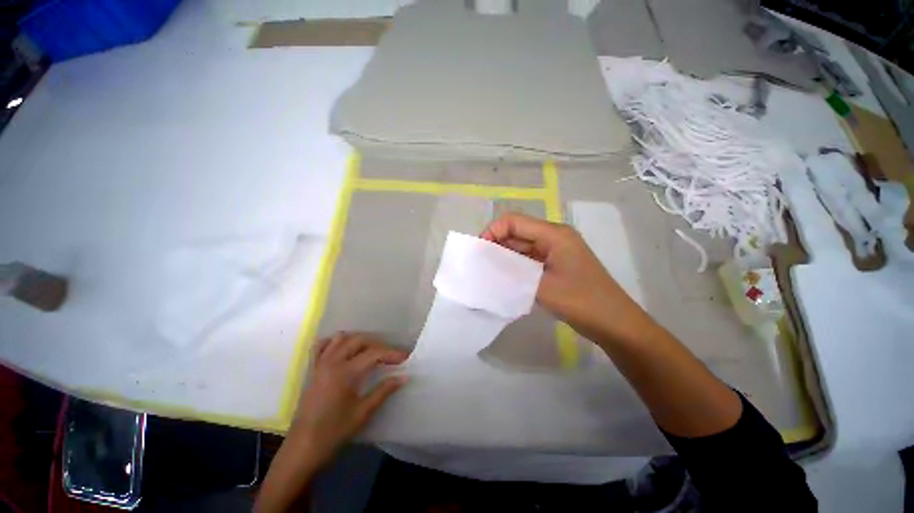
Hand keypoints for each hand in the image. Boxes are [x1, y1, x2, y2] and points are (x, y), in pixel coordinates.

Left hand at [291, 332, 407, 466]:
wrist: (302, 449)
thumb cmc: (334, 433)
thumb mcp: (363, 413)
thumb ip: (384, 391)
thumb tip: (404, 377)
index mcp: (346, 373)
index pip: (374, 354)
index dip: (392, 354)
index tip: (405, 357)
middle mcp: (332, 362)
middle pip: (359, 340)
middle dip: (378, 345)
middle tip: (389, 357)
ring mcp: (320, 364)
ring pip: (341, 338)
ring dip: (358, 341)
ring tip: (370, 352)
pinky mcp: (312, 370)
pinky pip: (321, 346)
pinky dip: (334, 343)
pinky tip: (343, 350)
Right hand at [481, 213, 644, 342]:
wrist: (615, 323)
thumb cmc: (582, 301)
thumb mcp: (541, 286)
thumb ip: (511, 271)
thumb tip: (486, 264)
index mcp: (553, 234)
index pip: (514, 221)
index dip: (492, 231)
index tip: (479, 252)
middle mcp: (553, 237)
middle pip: (517, 232)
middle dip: (496, 245)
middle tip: (480, 264)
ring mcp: (555, 251)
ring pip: (522, 246)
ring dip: (504, 257)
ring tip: (488, 272)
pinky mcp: (554, 264)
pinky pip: (529, 259)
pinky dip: (514, 266)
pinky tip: (504, 277)